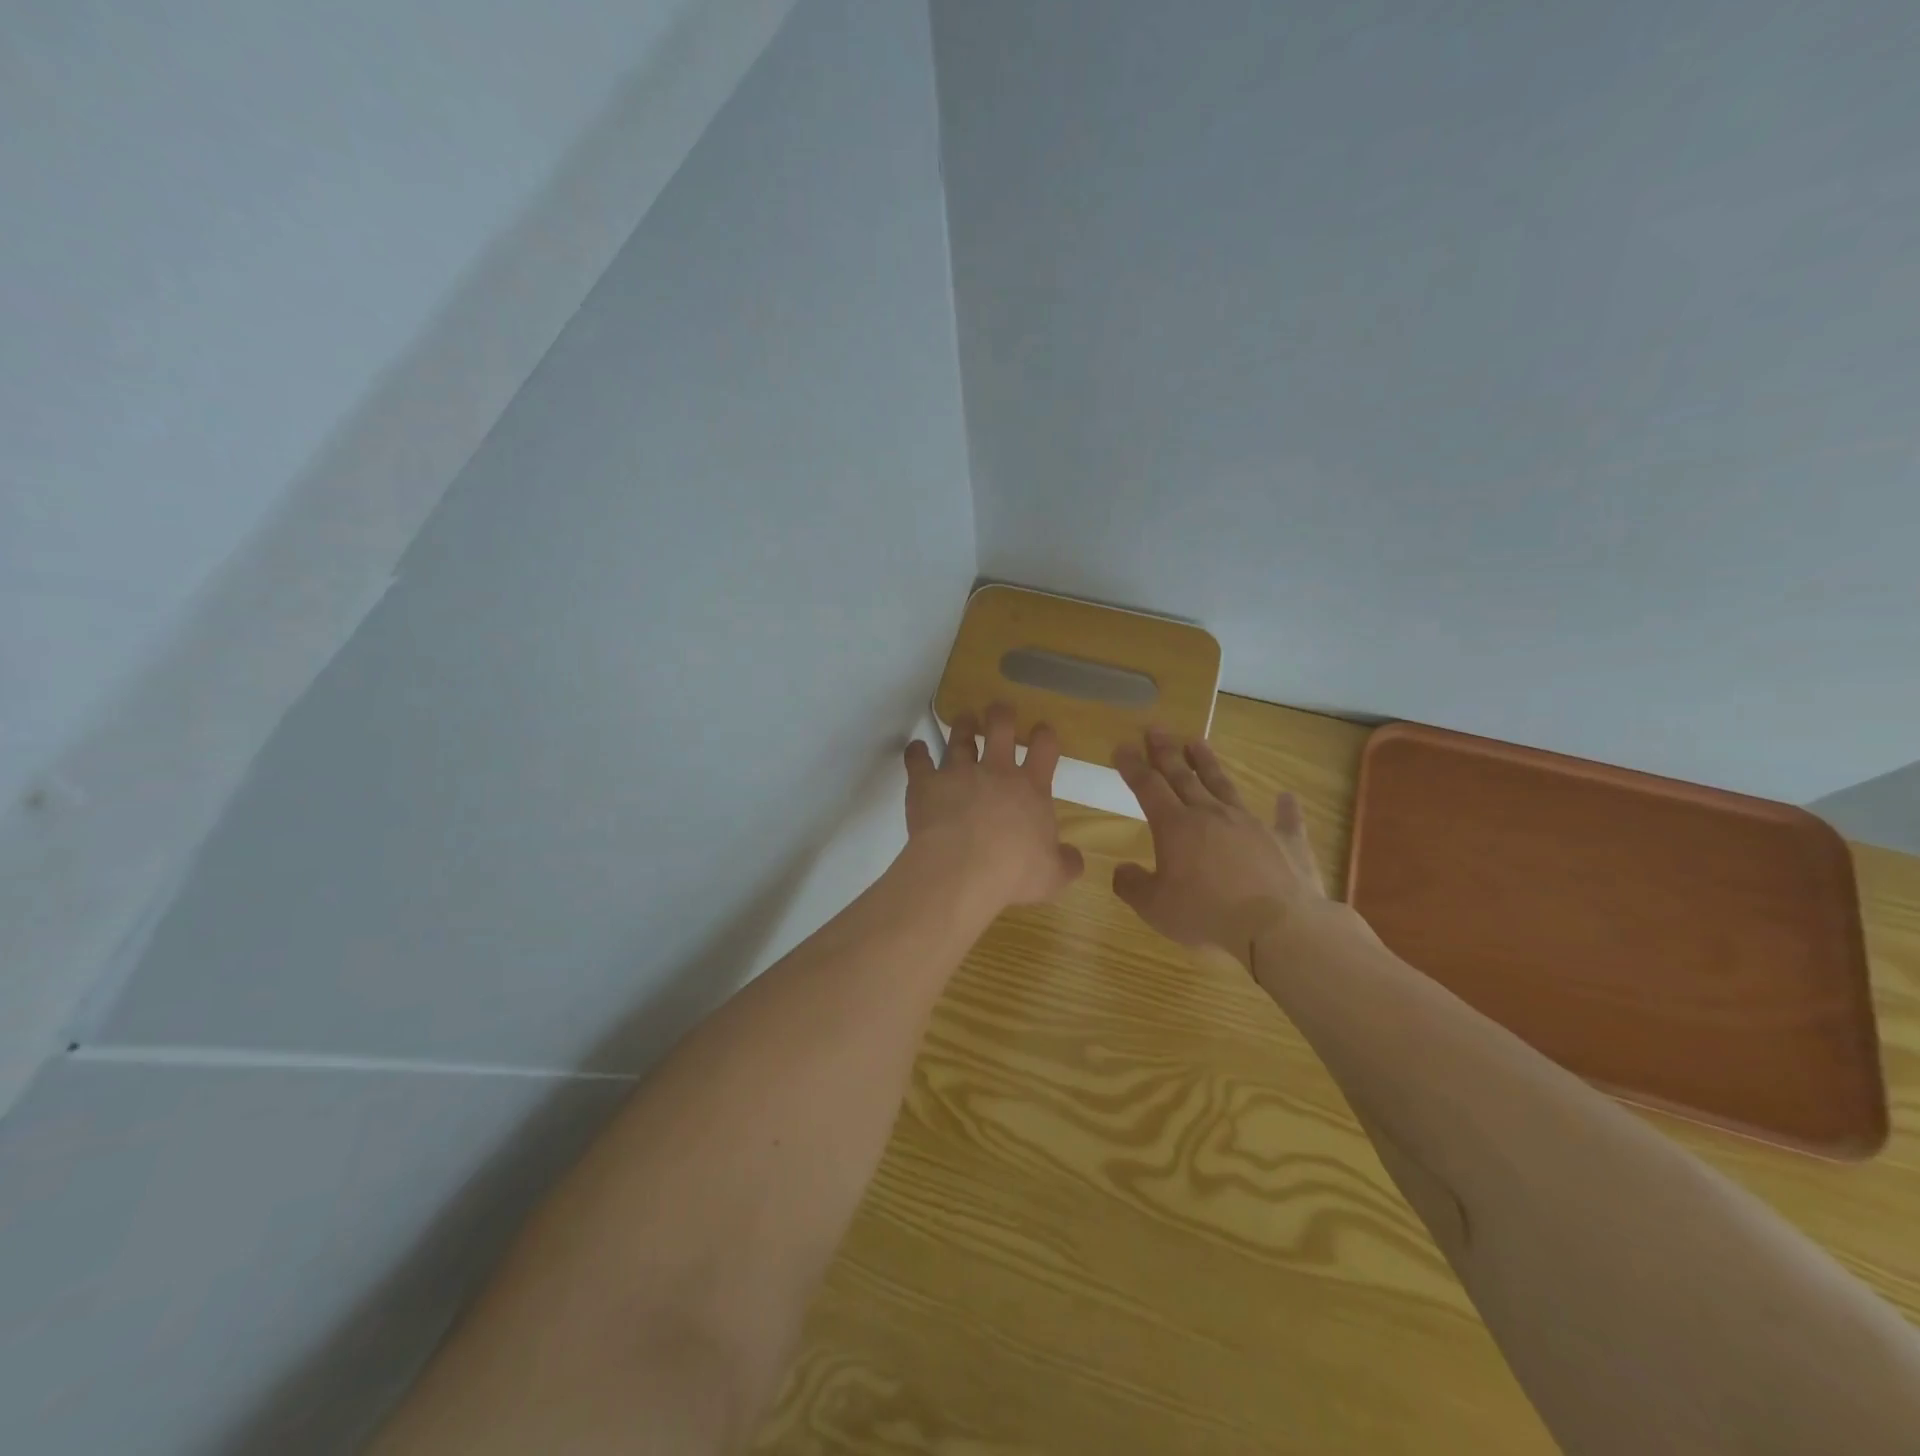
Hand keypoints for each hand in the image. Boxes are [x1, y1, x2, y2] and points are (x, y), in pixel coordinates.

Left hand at [904, 703, 1084, 907]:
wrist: (962, 870)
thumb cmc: (1013, 872)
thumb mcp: (1052, 875)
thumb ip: (1066, 863)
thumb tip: (1074, 858)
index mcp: (1031, 789)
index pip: (1044, 748)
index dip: (1044, 735)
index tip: (1042, 730)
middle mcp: (996, 772)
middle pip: (1000, 729)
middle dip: (1001, 715)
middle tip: (999, 709)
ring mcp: (959, 773)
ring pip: (960, 738)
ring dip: (963, 726)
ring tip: (964, 718)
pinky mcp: (926, 783)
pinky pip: (918, 760)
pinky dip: (916, 753)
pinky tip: (916, 749)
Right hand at [1111, 729, 1329, 965]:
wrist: (1277, 926)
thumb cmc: (1207, 914)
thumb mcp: (1155, 907)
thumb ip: (1133, 886)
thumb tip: (1121, 870)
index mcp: (1175, 827)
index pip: (1147, 787)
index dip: (1132, 766)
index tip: (1122, 747)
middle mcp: (1211, 814)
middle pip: (1183, 776)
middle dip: (1166, 752)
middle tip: (1156, 729)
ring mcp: (1251, 823)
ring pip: (1224, 785)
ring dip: (1209, 764)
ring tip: (1198, 742)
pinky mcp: (1286, 840)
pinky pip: (1286, 819)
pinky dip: (1286, 808)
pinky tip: (1287, 796)